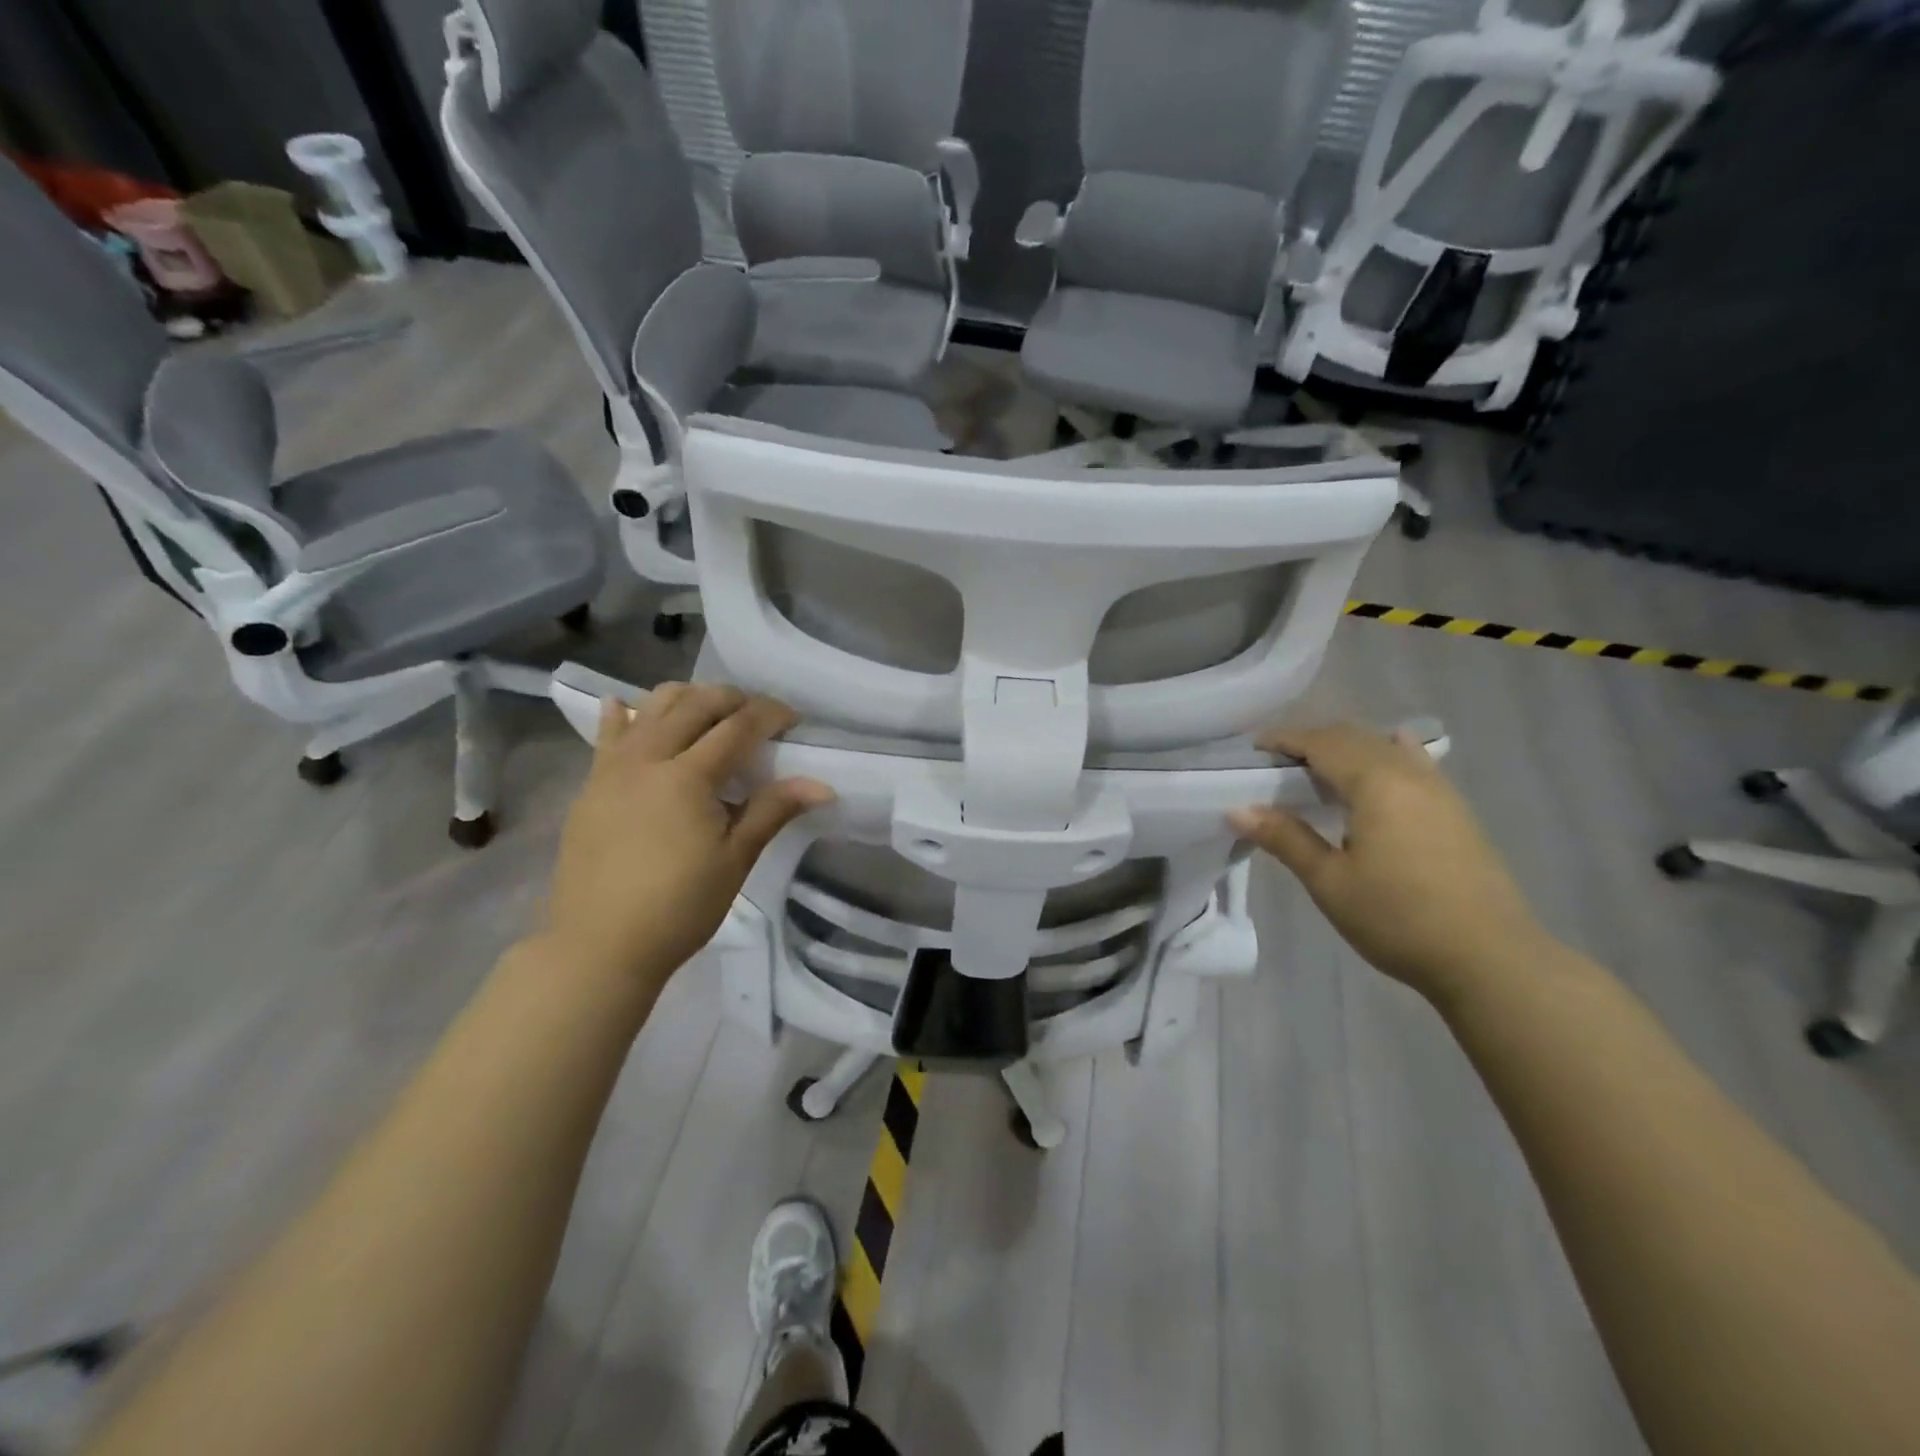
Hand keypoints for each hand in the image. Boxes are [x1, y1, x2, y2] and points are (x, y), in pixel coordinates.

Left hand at [542, 684, 832, 988]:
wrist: (598, 947)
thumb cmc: (678, 907)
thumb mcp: (735, 859)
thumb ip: (773, 810)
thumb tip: (822, 785)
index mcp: (687, 777)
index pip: (737, 727)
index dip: (770, 715)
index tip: (794, 720)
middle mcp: (647, 759)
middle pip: (694, 705)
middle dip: (731, 699)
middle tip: (757, 715)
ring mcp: (611, 769)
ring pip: (650, 708)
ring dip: (686, 699)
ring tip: (708, 713)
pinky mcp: (589, 786)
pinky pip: (608, 734)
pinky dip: (626, 714)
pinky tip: (629, 708)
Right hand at [1229, 723, 1548, 1005]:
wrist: (1490, 959)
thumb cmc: (1399, 919)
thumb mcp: (1330, 882)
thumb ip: (1285, 839)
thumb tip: (1237, 810)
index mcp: (1376, 784)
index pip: (1323, 743)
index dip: (1286, 739)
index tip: (1254, 747)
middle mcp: (1410, 774)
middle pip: (1355, 737)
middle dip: (1313, 740)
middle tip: (1277, 761)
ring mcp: (1440, 790)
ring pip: (1386, 747)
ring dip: (1347, 748)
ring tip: (1318, 769)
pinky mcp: (1456, 810)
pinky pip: (1413, 764)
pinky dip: (1384, 757)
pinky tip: (1382, 766)